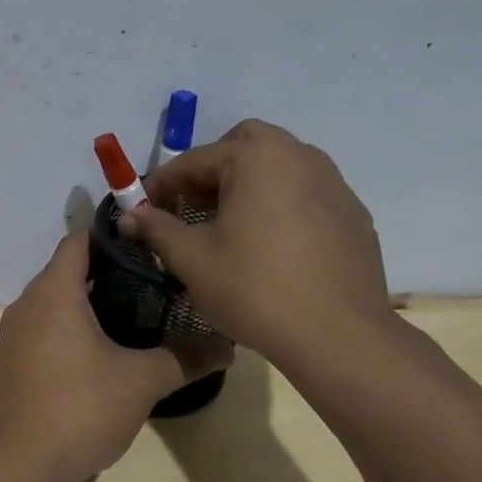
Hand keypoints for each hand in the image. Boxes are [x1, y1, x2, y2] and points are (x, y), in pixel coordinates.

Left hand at [0, 231, 228, 481]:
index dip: (112, 236)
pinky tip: (100, 354)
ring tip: (134, 316)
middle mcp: (25, 306)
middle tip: (153, 282)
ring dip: (88, 304)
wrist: (19, 468)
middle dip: (107, 272)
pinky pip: (42, 331)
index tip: (148, 243)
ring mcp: (12, 337)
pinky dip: (68, 330)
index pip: (78, 242)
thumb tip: (227, 346)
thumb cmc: (80, 410)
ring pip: (53, 304)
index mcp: (52, 294)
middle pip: (66, 272)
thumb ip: (185, 358)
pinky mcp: (9, 365)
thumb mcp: (141, 382)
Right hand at [118, 119, 391, 369]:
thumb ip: (156, 228)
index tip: (142, 210)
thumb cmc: (254, 289)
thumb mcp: (191, 259)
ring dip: (246, 184)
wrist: (338, 335)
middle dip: (211, 170)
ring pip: (278, 167)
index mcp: (257, 157)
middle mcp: (300, 156)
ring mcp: (334, 183)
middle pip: (244, 145)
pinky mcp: (352, 214)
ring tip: (228, 227)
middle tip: (191, 207)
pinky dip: (278, 204)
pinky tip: (269, 247)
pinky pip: (304, 194)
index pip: (194, 160)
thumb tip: (128, 216)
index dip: (161, 185)